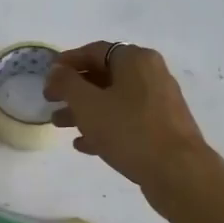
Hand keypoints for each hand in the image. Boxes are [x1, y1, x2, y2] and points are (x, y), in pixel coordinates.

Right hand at [43, 42, 214, 202]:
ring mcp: (158, 101)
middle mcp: (150, 74)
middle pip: (103, 76)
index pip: (93, 51)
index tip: (47, 78)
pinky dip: (104, 127)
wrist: (177, 171)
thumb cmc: (128, 130)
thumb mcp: (87, 104)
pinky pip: (126, 120)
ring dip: (84, 111)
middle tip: (50, 103)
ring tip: (60, 125)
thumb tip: (57, 71)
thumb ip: (66, 83)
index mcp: (135, 59)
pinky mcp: (161, 127)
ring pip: (113, 100)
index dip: (66, 63)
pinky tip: (84, 144)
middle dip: (74, 90)